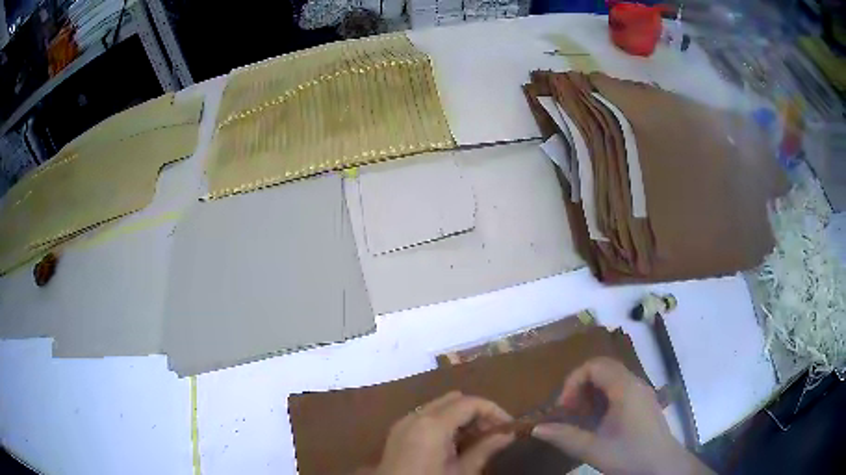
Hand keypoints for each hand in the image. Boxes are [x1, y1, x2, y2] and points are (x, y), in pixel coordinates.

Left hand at [374, 391, 514, 474]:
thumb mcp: (463, 472)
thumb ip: (486, 449)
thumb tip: (508, 434)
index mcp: (432, 424)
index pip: (470, 403)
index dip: (494, 411)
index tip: (509, 427)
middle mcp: (415, 416)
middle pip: (454, 400)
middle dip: (478, 412)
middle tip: (495, 432)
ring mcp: (403, 423)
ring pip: (439, 406)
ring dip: (461, 417)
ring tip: (478, 438)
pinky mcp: (397, 433)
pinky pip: (426, 417)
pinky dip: (444, 422)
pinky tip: (455, 443)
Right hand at [532, 357, 711, 474]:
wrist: (662, 465)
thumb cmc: (629, 455)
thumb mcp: (593, 449)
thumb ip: (565, 437)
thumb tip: (537, 429)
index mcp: (624, 388)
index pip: (594, 365)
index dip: (573, 381)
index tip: (564, 407)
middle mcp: (635, 383)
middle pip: (603, 368)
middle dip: (581, 385)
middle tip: (570, 411)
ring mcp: (642, 391)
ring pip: (611, 378)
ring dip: (592, 392)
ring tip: (582, 417)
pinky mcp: (644, 402)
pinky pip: (620, 388)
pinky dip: (604, 398)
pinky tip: (599, 421)